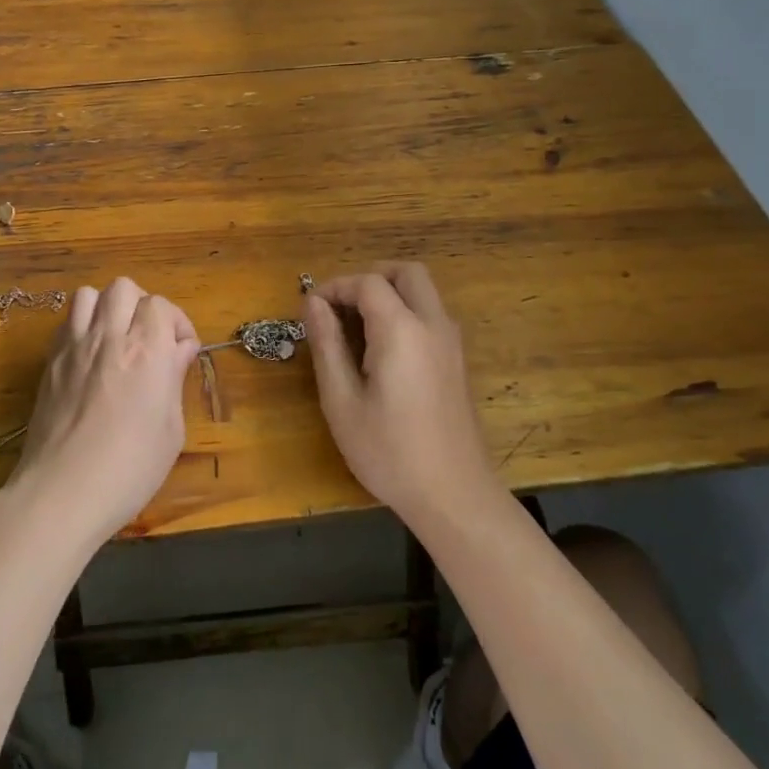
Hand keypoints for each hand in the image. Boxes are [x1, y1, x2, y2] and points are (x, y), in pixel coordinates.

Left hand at [5, 277, 201, 549]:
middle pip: (124, 288)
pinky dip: (81, 326)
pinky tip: (90, 357)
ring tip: (116, 340)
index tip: (180, 351)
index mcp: (146, 350)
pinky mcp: (49, 363)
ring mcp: (73, 347)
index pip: (161, 305)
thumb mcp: (170, 430)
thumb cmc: (129, 469)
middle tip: (149, 339)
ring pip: (89, 294)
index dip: (175, 322)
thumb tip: (180, 349)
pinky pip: (65, 322)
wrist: (61, 493)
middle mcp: (108, 336)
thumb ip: (174, 379)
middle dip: (142, 306)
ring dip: (107, 308)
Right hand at [303, 263, 498, 531]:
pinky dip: (406, 312)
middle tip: (340, 306)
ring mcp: (452, 343)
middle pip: (407, 272)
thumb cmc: (388, 452)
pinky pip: (431, 315)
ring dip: (390, 293)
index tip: (311, 309)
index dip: (336, 287)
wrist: (454, 495)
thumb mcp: (342, 401)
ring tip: (356, 328)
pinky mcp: (457, 361)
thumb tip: (312, 302)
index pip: (368, 282)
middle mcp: (433, 325)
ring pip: (424, 292)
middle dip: (370, 277)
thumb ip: (327, 344)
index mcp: (402, 330)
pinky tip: (383, 351)